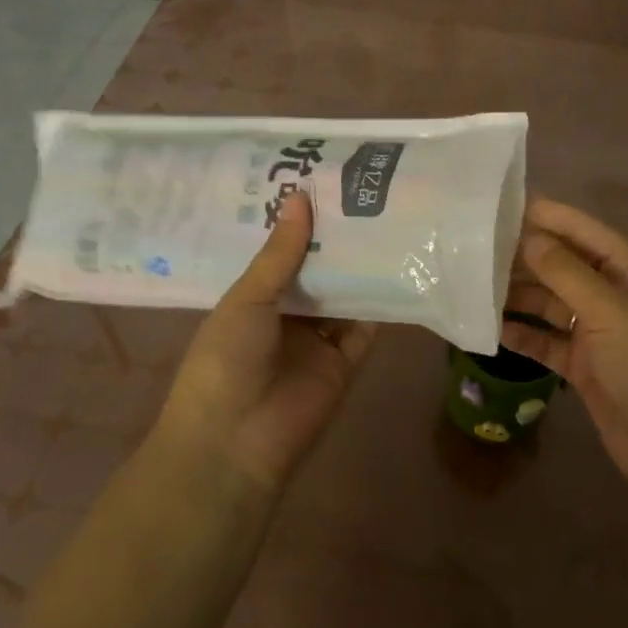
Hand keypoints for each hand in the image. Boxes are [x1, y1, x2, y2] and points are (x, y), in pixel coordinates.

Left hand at [154, 192, 377, 495]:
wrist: (234, 443)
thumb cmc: (225, 360)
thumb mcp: (247, 299)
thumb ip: (280, 253)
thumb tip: (300, 197)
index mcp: (254, 298)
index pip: (283, 252)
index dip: (302, 222)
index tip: (326, 183)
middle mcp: (287, 315)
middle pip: (318, 271)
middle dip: (337, 240)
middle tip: (367, 193)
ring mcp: (317, 340)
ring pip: (345, 295)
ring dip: (362, 266)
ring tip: (390, 219)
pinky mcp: (345, 363)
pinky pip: (366, 328)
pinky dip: (382, 303)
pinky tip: (401, 267)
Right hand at [502, 197, 627, 519]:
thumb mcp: (609, 311)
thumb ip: (565, 272)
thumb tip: (527, 237)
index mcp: (626, 268)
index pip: (579, 228)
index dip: (543, 215)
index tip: (496, 206)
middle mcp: (609, 291)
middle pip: (559, 263)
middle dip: (522, 255)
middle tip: (472, 248)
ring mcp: (594, 328)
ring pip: (547, 300)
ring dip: (516, 294)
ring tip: (472, 284)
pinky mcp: (581, 363)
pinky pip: (544, 339)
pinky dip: (521, 332)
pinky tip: (490, 328)